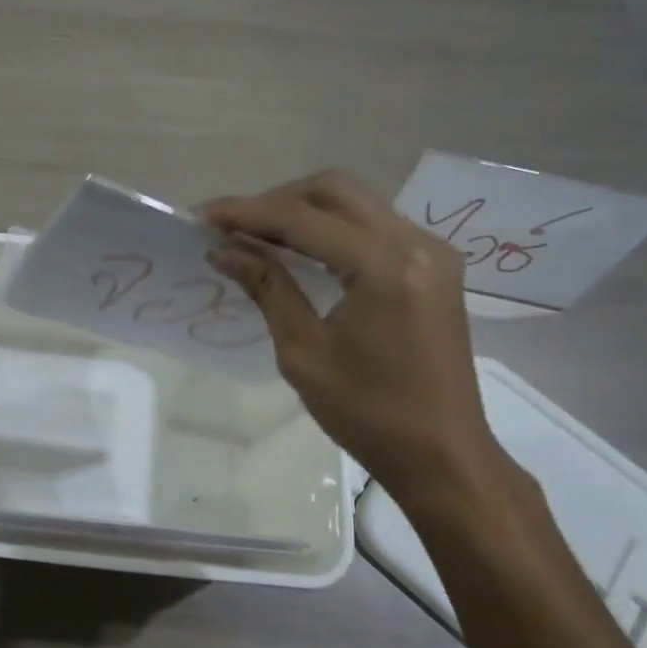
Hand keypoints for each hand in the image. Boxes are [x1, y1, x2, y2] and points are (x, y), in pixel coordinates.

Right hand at [202, 171, 518, 516]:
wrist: (444, 456)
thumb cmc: (368, 414)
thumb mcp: (303, 352)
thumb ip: (267, 288)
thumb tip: (223, 250)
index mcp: (385, 267)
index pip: (303, 218)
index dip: (247, 212)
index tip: (202, 215)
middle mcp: (416, 243)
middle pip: (334, 190)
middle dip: (275, 200)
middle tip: (232, 225)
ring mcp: (432, 251)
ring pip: (355, 202)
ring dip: (302, 210)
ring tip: (256, 234)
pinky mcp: (435, 266)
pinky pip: (373, 226)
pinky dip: (331, 228)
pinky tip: (300, 249)